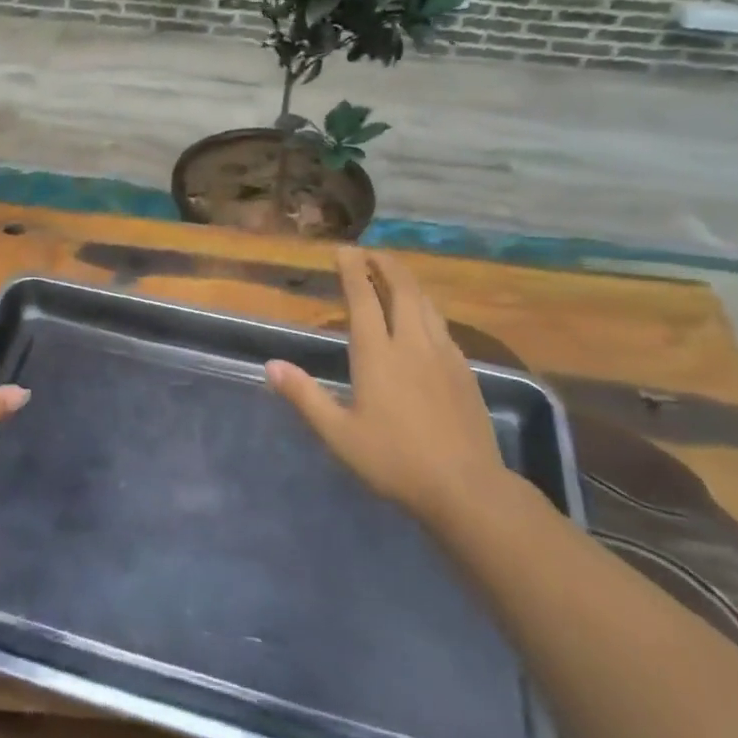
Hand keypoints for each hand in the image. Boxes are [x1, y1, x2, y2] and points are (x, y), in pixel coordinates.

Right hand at [265, 248, 508, 522]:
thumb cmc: (394, 461)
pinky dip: (426, 306)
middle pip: (401, 289)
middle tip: (370, 252)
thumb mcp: (339, 435)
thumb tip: (271, 365)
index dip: (353, 271)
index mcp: (377, 355)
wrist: (466, 487)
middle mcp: (411, 344)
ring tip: (394, 274)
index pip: (363, 299)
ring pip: (425, 303)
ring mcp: (442, 354)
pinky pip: (441, 324)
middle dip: (384, 265)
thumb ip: (305, 396)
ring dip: (407, 281)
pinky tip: (424, 316)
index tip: (344, 250)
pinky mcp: (464, 369)